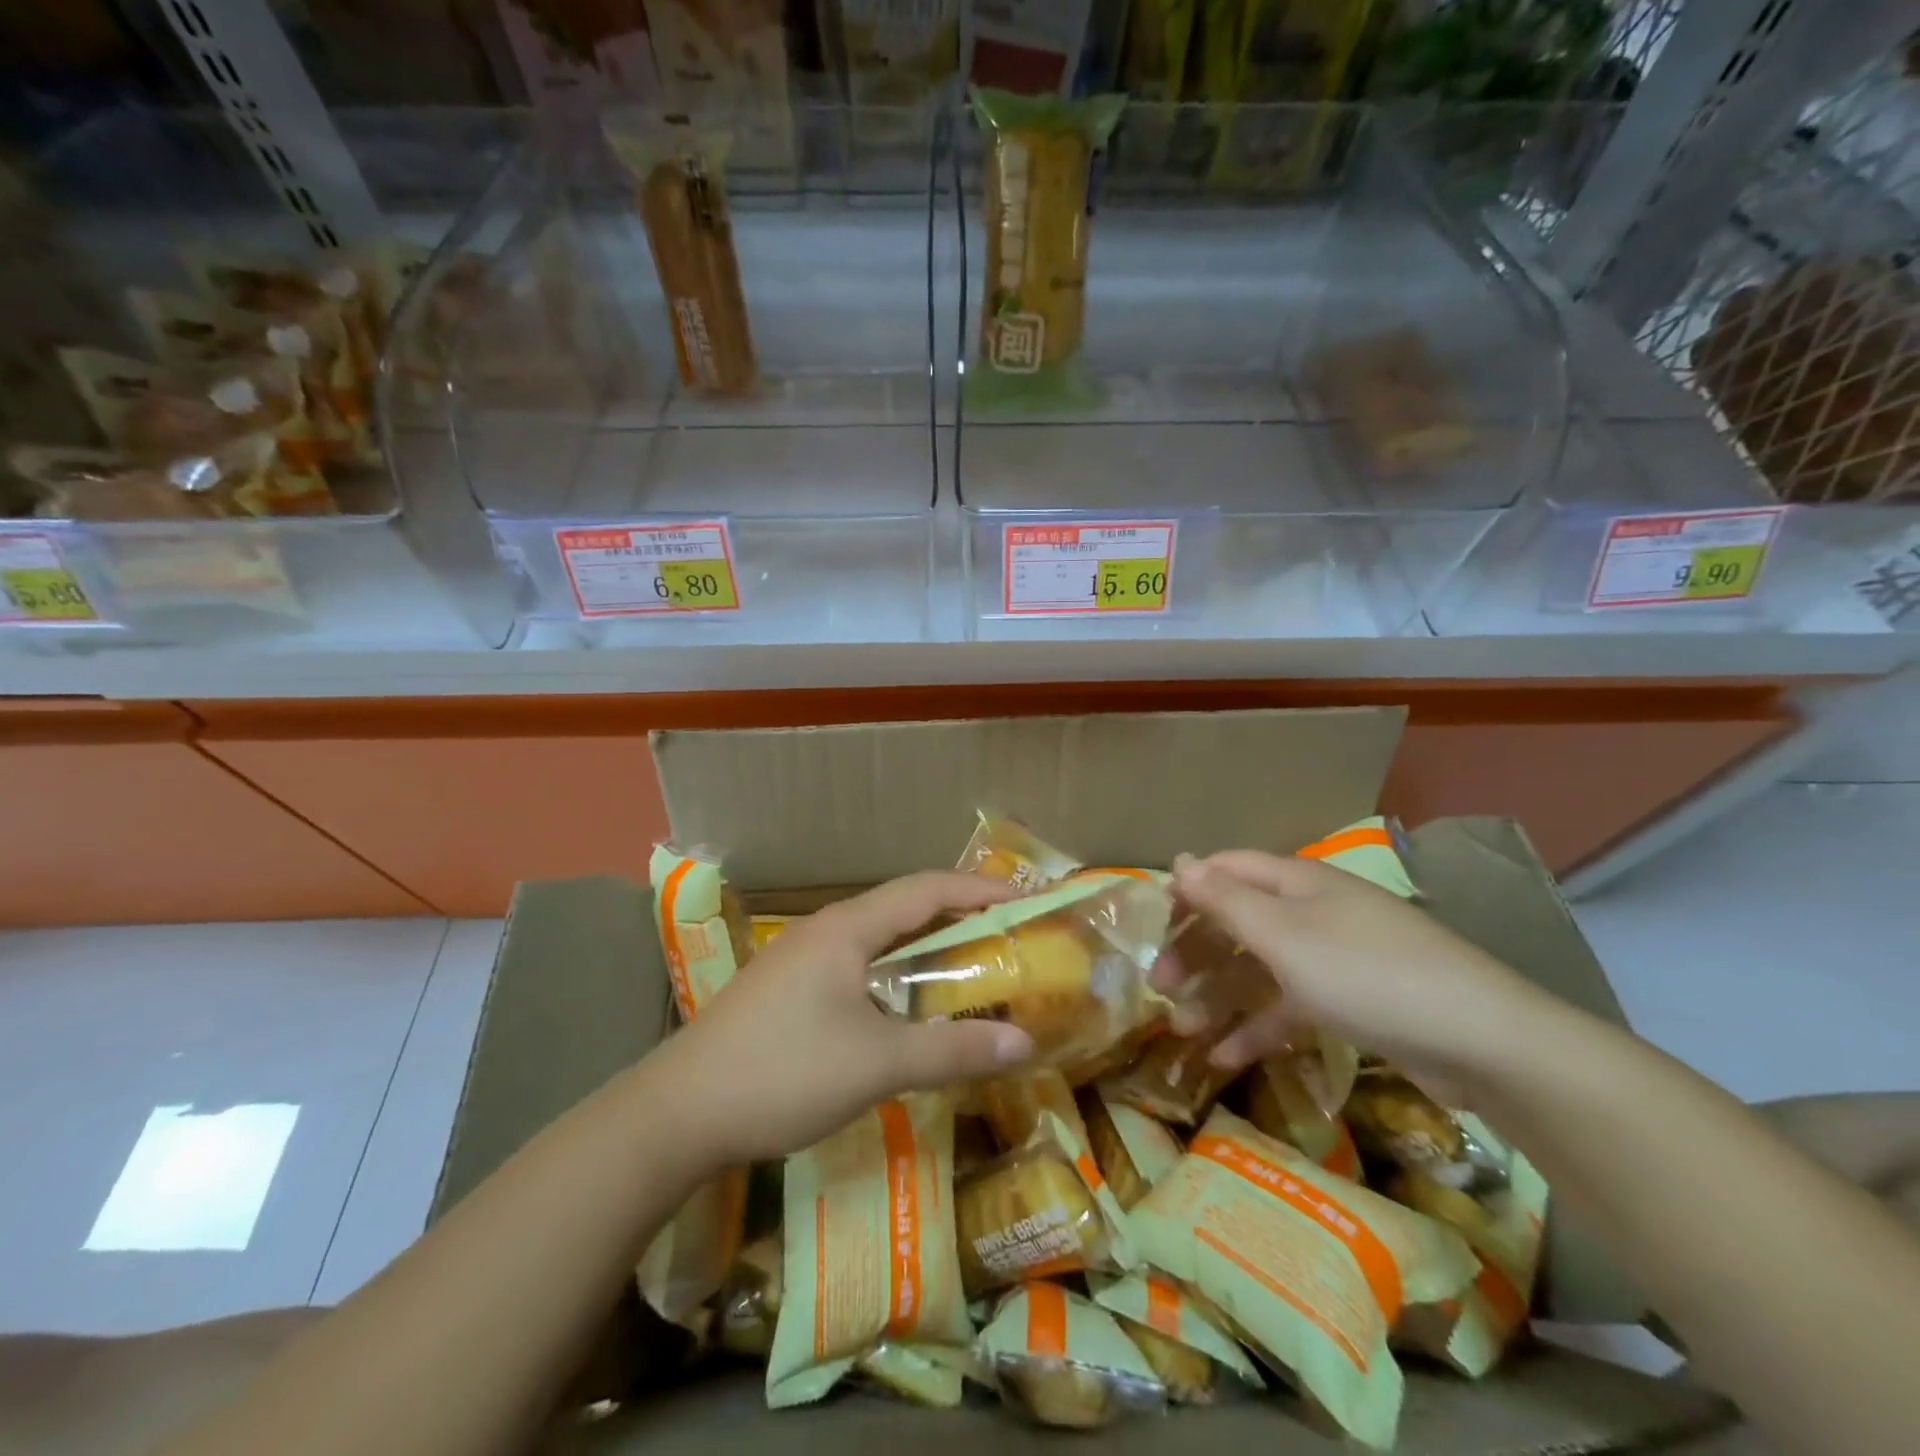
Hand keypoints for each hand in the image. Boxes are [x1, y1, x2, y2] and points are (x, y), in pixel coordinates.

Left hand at [658, 873, 1035, 1164]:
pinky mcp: (786, 989)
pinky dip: (895, 972)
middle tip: (1006, 933)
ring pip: (877, 938)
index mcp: (847, 928)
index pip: (925, 889)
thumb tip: (1023, 1042)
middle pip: (903, 908)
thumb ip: (951, 1051)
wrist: (677, 1113)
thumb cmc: (783, 1072)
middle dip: (956, 915)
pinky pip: (856, 964)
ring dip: (924, 945)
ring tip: (967, 965)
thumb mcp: (876, 1064)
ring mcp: (800, 959)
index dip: (977, 888)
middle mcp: (825, 931)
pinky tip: (905, 1006)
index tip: (1023, 898)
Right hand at [1160, 850, 1546, 1083]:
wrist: (1482, 1042)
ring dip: (1219, 995)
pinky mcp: (1351, 1003)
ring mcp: (1333, 958)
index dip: (1187, 890)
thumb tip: (1179, 862)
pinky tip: (1226, 1058)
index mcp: (1296, 883)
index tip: (1153, 924)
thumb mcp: (1283, 935)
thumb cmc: (1366, 974)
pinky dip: (1258, 1028)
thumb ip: (1225, 900)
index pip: (1227, 870)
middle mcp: (1311, 912)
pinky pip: (1290, 1007)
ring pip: (1260, 968)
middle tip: (1160, 985)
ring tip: (1182, 1029)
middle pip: (1238, 921)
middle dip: (1197, 950)